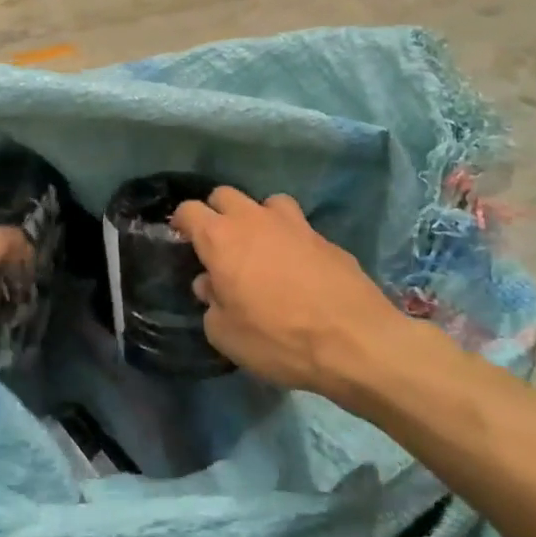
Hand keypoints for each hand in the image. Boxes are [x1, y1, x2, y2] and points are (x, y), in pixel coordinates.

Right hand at [171, 187, 411, 399]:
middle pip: (225, 195)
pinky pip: (298, 227)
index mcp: (221, 238)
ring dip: (258, 218)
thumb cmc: (278, 338)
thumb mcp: (226, 335)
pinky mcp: (325, 237)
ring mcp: (293, 224)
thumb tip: (211, 286)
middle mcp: (254, 220)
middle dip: (216, 213)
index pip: (189, 210)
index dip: (181, 222)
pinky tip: (297, 268)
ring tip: (262, 248)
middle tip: (219, 244)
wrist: (355, 341)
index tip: (181, 239)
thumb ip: (211, 304)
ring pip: (266, 202)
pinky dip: (290, 240)